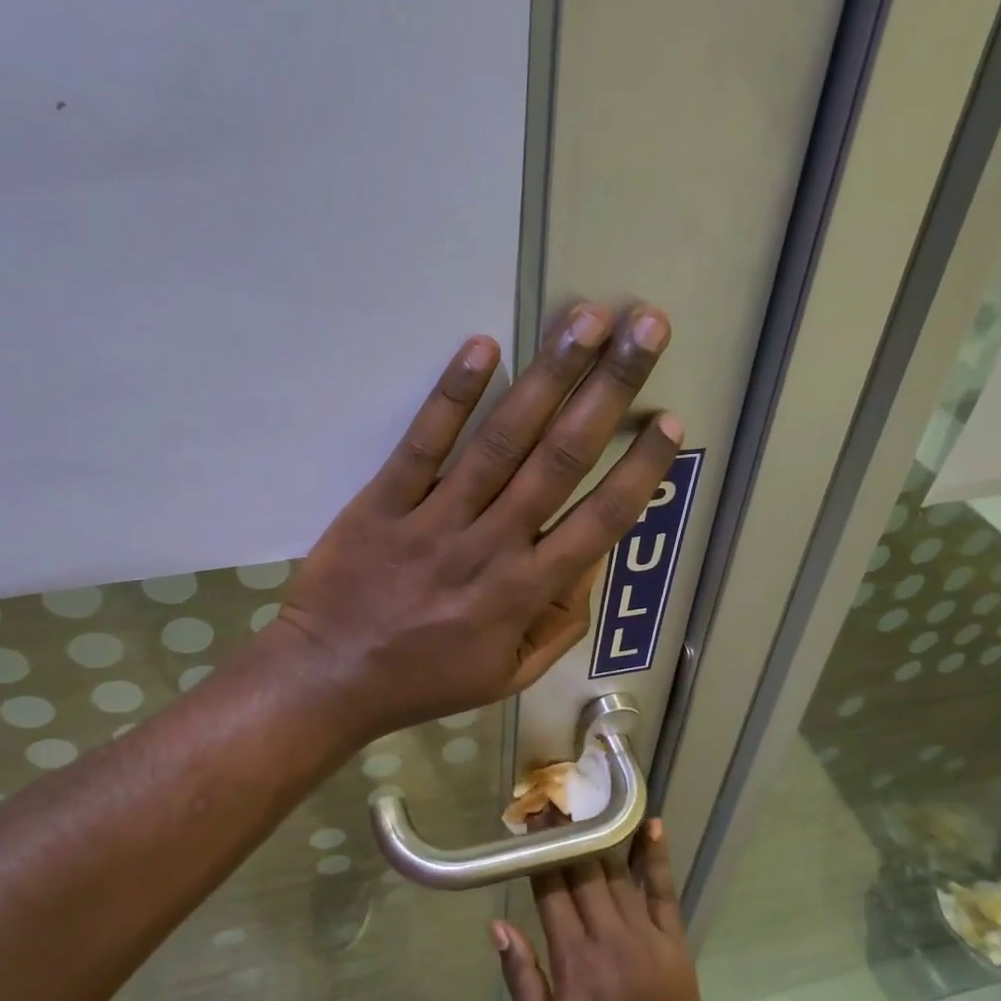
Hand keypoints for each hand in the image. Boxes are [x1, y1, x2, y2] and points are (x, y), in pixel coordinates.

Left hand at [267, 303, 678, 740]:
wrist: (329, 679)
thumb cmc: (425, 680)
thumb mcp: (507, 676)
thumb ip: (558, 625)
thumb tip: (591, 566)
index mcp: (525, 592)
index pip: (599, 520)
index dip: (639, 469)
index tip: (670, 422)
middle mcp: (491, 546)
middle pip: (561, 459)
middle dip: (609, 391)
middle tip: (645, 329)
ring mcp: (435, 520)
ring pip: (501, 441)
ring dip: (548, 377)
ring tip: (584, 320)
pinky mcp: (383, 501)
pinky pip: (424, 444)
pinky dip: (453, 396)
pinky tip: (483, 347)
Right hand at [493, 821, 731, 1000]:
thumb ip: (521, 978)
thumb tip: (496, 925)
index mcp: (573, 958)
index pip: (551, 889)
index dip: (539, 852)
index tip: (530, 822)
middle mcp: (607, 935)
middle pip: (582, 871)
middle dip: (565, 835)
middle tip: (553, 801)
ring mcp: (644, 934)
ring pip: (616, 873)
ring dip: (600, 836)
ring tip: (587, 804)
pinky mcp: (672, 940)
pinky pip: (662, 890)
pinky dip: (656, 856)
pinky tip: (652, 825)